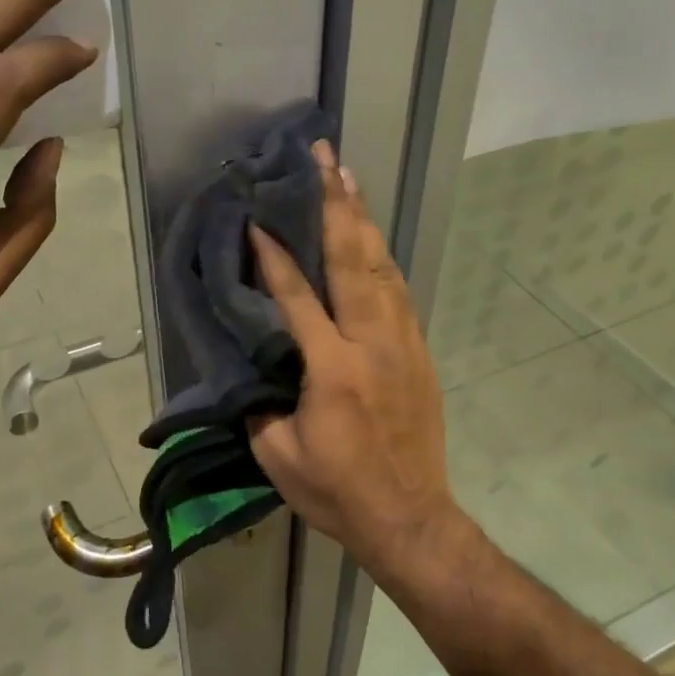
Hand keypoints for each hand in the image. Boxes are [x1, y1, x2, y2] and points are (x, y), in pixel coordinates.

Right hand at [247, 142, 462, 573]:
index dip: (275, 255)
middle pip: (352, 260)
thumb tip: (254, 365)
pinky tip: (372, 237)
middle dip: (335, 204)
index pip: (298, 297)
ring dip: (363, 219)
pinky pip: (399, 291)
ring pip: (382, 267)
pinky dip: (382, 257)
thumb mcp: (278, 456)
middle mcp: (371, 343)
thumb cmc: (338, 491)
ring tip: (349, 178)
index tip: (258, 218)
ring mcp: (402, 343)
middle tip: (324, 158)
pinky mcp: (419, 351)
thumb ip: (261, 403)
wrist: (410, 517)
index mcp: (332, 368)